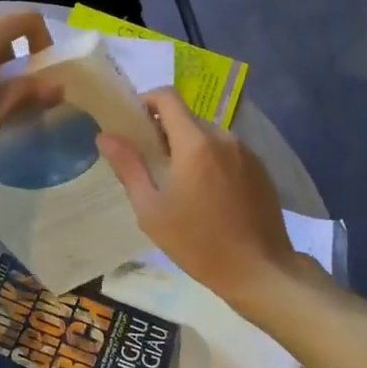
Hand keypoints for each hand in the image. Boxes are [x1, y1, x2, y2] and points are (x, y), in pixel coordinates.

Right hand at [97, 89, 306, 304]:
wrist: (258, 270)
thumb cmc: (197, 242)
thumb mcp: (151, 209)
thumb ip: (128, 167)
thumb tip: (105, 136)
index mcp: (195, 143)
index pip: (167, 97)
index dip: (145, 102)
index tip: (133, 126)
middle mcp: (223, 137)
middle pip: (187, 116)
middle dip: (164, 131)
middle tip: (150, 163)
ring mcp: (246, 152)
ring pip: (207, 134)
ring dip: (188, 147)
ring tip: (178, 182)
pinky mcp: (260, 169)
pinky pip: (227, 151)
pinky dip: (210, 160)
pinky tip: (207, 194)